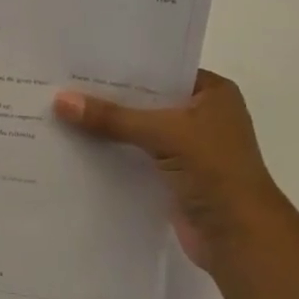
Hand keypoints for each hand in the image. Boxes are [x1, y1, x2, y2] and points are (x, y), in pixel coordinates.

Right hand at [53, 70, 297, 270]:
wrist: (240, 238)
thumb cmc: (216, 171)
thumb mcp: (163, 133)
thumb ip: (112, 117)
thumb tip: (60, 100)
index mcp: (212, 93)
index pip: (160, 69)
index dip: (122, 65)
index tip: (80, 59)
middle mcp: (200, 115)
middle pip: (144, 100)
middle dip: (107, 96)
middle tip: (60, 83)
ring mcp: (186, 148)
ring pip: (136, 129)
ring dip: (105, 126)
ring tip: (58, 111)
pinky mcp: (170, 175)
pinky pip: (132, 155)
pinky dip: (109, 152)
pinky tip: (73, 145)